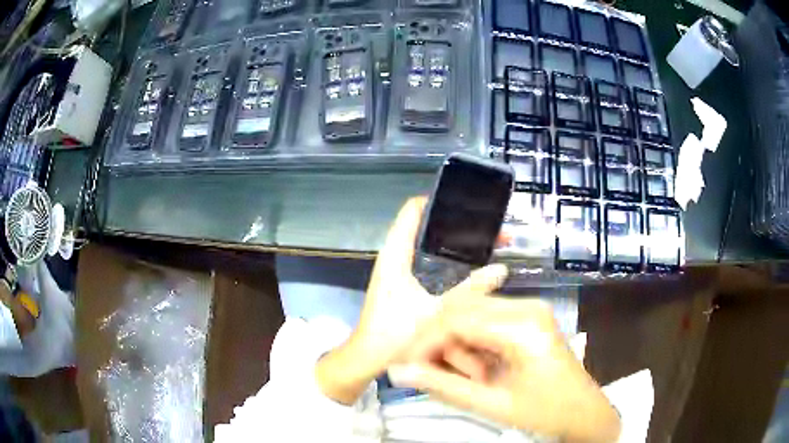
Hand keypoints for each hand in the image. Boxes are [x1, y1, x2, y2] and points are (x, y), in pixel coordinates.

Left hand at [316, 197, 507, 404]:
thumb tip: (501, 269)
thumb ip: (471, 290)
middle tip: (483, 223)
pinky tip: (462, 262)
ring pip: (422, 240)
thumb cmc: (395, 333)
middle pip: (420, 223)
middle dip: (451, 220)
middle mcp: (392, 255)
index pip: (411, 211)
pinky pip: (421, 256)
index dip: (436, 200)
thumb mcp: (439, 312)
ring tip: (479, 237)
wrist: (368, 356)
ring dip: (448, 237)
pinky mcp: (398, 281)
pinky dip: (441, 253)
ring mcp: (394, 268)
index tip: (465, 201)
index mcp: (395, 254)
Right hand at [389, 298, 620, 442]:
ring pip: (472, 312)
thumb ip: (443, 387)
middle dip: (437, 339)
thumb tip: (399, 372)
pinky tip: (473, 365)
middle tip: (423, 369)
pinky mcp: (530, 316)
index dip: (424, 341)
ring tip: (455, 373)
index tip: (405, 364)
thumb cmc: (544, 412)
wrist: (583, 410)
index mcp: (523, 327)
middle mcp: (528, 306)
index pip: (457, 320)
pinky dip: (471, 340)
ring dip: (454, 341)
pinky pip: (487, 319)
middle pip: (463, 309)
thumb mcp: (492, 405)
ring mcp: (531, 309)